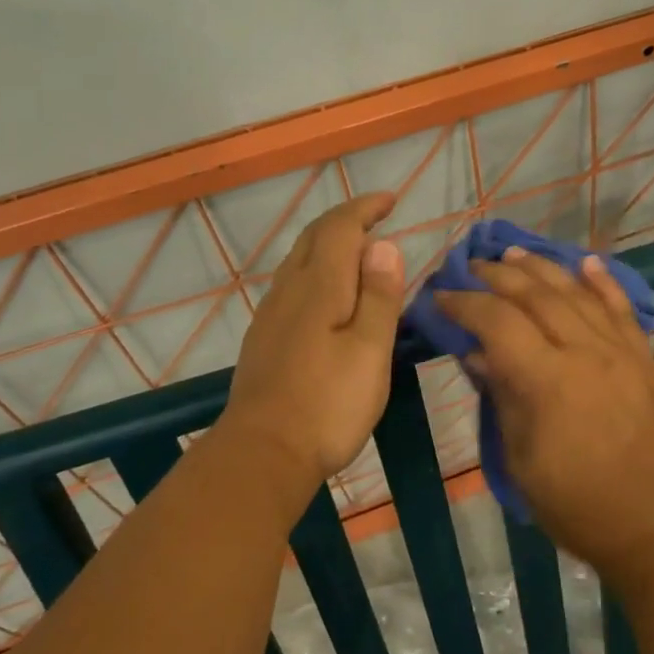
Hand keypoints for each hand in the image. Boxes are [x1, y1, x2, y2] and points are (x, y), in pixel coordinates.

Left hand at [220, 192, 406, 498]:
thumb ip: (379, 296)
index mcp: (320, 286)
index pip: (340, 228)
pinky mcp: (264, 338)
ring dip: (328, 242)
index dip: (365, 208)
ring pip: (299, 259)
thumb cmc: (328, 403)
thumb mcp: (370, 350)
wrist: (263, 453)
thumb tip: (383, 244)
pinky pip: (292, 283)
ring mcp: (271, 314)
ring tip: (356, 249)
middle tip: (375, 216)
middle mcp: (290, 290)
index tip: (390, 200)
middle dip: (346, 219)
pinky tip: (326, 292)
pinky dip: (316, 269)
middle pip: (314, 237)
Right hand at [435, 250, 653, 584]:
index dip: (465, 304)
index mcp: (547, 380)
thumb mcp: (521, 462)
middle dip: (499, 276)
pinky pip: (622, 310)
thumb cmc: (578, 506)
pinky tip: (586, 262)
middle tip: (472, 266)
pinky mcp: (643, 360)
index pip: (497, 322)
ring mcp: (619, 352)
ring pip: (576, 293)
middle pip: (536, 296)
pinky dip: (602, 282)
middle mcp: (584, 352)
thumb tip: (476, 355)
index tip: (441, 296)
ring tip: (515, 255)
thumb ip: (501, 399)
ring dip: (542, 269)